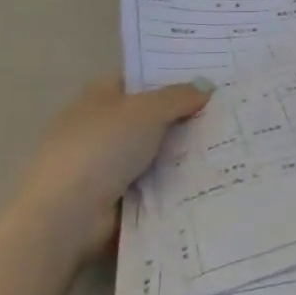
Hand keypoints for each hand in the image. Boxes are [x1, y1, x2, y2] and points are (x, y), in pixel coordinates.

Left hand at [3, 78, 211, 266]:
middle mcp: (99, 127)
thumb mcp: (147, 112)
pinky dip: (174, 180)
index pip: (137, 81)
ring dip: (182, 152)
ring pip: (154, 151)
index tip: (206, 83)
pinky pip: (153, 181)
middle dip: (182, 117)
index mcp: (97, 98)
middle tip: (225, 115)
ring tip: (227, 146)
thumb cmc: (102, 149)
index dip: (169, 79)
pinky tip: (208, 175)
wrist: (68, 215)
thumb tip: (207, 85)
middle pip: (149, 117)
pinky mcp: (112, 196)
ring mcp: (104, 164)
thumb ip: (178, 97)